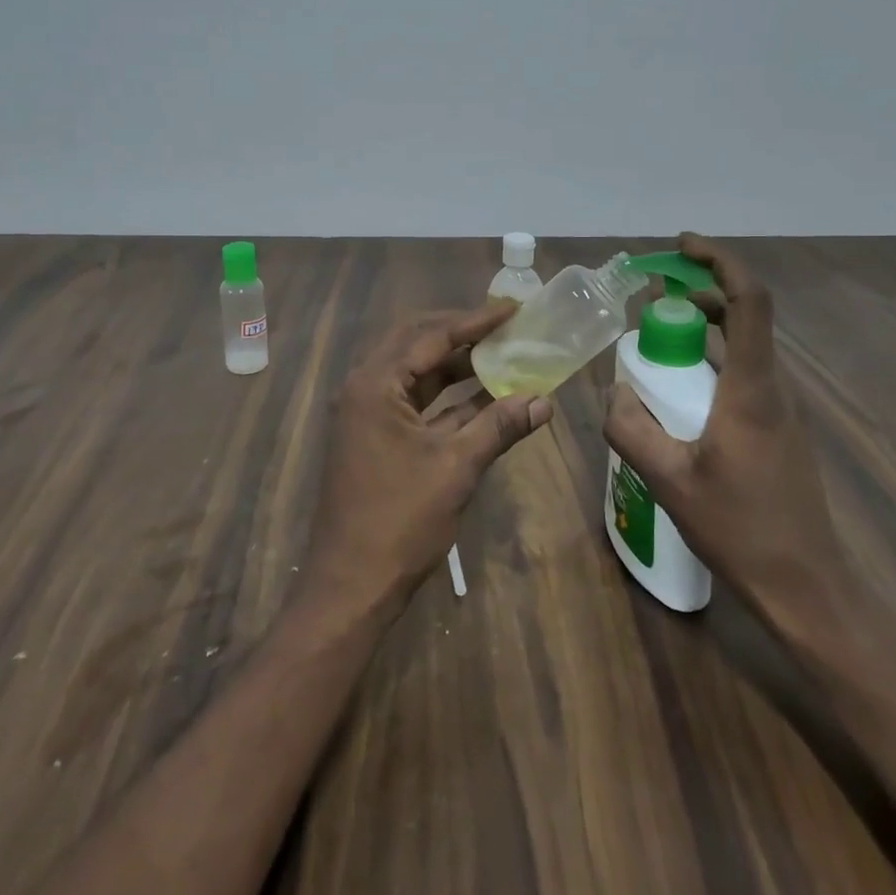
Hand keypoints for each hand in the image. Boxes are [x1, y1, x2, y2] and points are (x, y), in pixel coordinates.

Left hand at [300, 303, 553, 621]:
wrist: (351, 585)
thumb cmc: (400, 520)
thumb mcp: (456, 467)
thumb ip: (499, 426)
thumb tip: (544, 400)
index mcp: (375, 384)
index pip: (430, 335)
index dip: (475, 321)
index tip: (513, 309)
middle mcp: (364, 388)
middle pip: (416, 343)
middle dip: (461, 332)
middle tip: (504, 324)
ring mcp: (366, 413)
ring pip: (414, 372)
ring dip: (455, 364)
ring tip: (501, 353)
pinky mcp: (374, 437)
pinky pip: (413, 401)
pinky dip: (447, 397)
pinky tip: (484, 397)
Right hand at [603, 233, 857, 632]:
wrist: (807, 587)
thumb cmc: (740, 529)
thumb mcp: (669, 480)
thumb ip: (630, 430)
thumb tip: (613, 393)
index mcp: (752, 389)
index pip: (749, 301)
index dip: (720, 262)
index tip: (682, 246)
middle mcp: (773, 388)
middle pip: (745, 315)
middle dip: (699, 292)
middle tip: (651, 293)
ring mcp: (781, 409)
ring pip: (744, 346)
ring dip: (704, 327)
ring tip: (656, 337)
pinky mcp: (779, 429)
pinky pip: (744, 374)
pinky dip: (711, 360)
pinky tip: (678, 391)